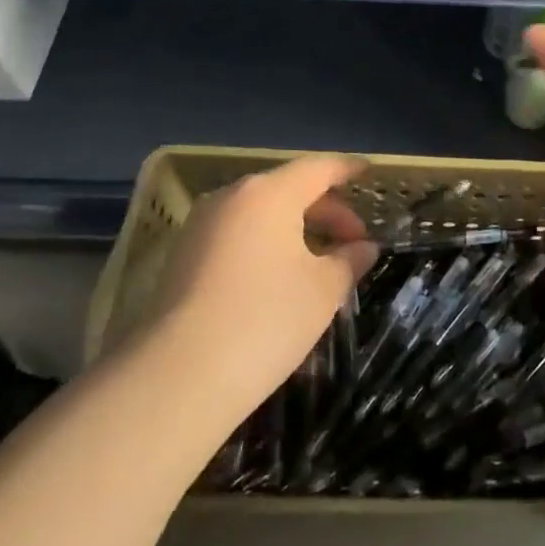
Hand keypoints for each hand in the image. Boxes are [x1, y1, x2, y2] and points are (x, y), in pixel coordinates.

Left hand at [141, 154, 378, 431]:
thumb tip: (363, 248)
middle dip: (326, 211)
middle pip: (289, 189)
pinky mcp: (182, 257)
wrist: (175, 378)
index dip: (348, 169)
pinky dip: (266, 244)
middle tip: (354, 242)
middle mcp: (232, 196)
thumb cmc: (264, 320)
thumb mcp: (322, 291)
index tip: (368, 172)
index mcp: (270, 192)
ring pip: (261, 213)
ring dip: (295, 229)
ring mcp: (201, 225)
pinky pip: (237, 235)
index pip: (319, 168)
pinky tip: (281, 278)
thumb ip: (348, 261)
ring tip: (321, 262)